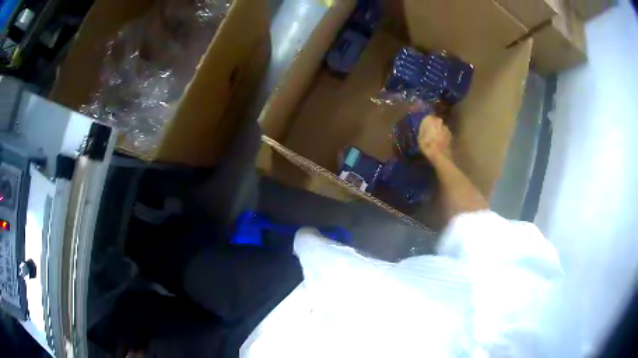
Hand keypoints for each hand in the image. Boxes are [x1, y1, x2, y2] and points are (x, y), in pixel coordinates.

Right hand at [418, 115, 451, 161]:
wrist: (440, 156)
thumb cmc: (428, 146)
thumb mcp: (420, 138)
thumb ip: (422, 129)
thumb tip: (424, 125)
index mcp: (431, 121)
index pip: (428, 117)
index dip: (426, 122)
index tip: (424, 127)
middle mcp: (440, 122)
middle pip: (436, 121)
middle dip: (433, 125)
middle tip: (430, 132)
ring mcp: (447, 129)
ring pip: (441, 127)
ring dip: (439, 130)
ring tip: (435, 138)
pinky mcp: (451, 136)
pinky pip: (445, 133)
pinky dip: (443, 136)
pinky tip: (440, 142)